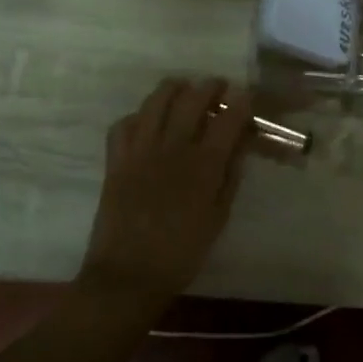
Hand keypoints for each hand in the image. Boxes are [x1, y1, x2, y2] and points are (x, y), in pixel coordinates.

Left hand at [80, 77, 253, 301]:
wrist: (128, 275)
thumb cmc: (182, 252)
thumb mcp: (218, 216)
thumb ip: (230, 176)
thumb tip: (240, 144)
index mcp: (203, 165)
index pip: (227, 119)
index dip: (240, 101)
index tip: (247, 93)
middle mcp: (172, 148)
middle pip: (191, 99)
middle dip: (209, 87)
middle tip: (218, 87)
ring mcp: (139, 151)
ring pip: (155, 102)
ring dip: (173, 89)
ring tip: (183, 89)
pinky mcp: (115, 160)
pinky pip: (124, 124)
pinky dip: (139, 116)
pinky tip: (147, 121)